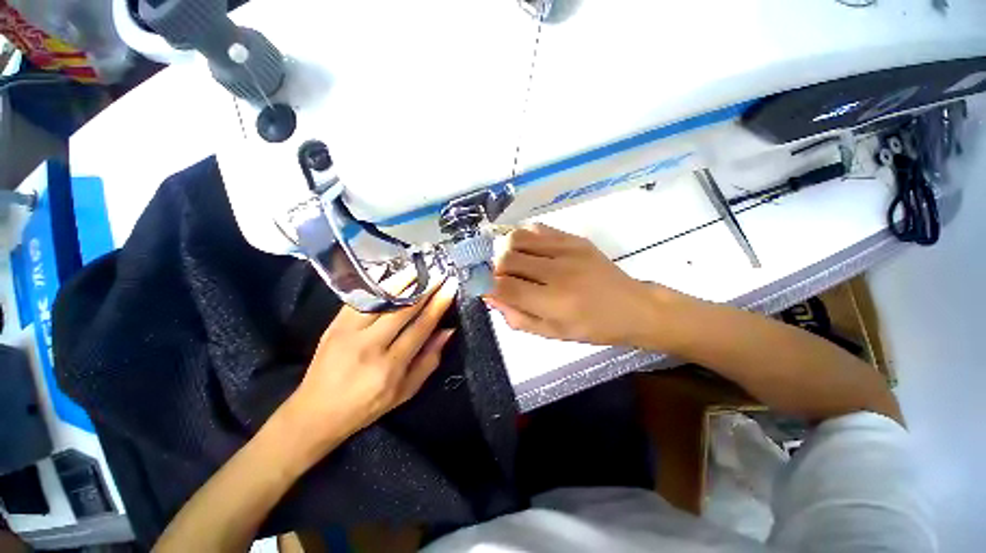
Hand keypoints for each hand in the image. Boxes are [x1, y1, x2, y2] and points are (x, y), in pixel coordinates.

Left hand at [283, 276, 457, 456]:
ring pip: (381, 300)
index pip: (421, 326)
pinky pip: (360, 299)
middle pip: (404, 309)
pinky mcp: (334, 325)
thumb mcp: (405, 392)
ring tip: (419, 268)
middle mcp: (370, 346)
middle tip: (439, 273)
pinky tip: (390, 274)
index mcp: (391, 366)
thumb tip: (448, 330)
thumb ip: (429, 360)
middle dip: (425, 288)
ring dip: (402, 281)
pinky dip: (377, 285)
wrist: (316, 412)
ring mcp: (348, 333)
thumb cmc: (367, 406)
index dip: (438, 304)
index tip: (451, 286)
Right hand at [486, 224, 682, 347]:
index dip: (487, 285)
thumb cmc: (592, 327)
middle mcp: (558, 272)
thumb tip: (491, 296)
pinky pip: (536, 228)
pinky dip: (523, 237)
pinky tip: (528, 250)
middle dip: (494, 267)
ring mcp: (567, 250)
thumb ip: (517, 317)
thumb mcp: (551, 333)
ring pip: (517, 237)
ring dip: (506, 249)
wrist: (632, 307)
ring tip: (513, 261)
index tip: (485, 287)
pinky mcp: (574, 238)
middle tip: (501, 276)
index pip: (504, 286)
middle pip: (506, 257)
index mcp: (553, 303)